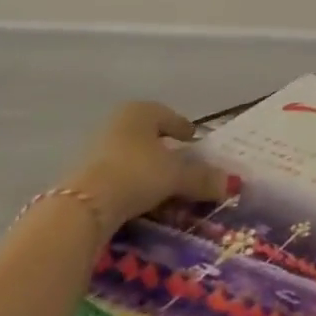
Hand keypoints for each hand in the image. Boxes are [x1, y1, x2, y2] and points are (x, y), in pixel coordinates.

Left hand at [65, 101, 229, 230]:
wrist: (84, 204)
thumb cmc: (137, 173)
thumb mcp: (175, 176)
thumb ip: (202, 178)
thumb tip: (232, 183)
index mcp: (141, 111)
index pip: (168, 116)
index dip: (183, 128)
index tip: (193, 140)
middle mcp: (117, 122)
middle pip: (147, 133)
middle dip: (163, 147)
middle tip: (178, 162)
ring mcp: (96, 146)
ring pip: (130, 153)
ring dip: (145, 166)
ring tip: (159, 184)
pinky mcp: (83, 173)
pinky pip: (115, 172)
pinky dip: (129, 180)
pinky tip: (136, 196)